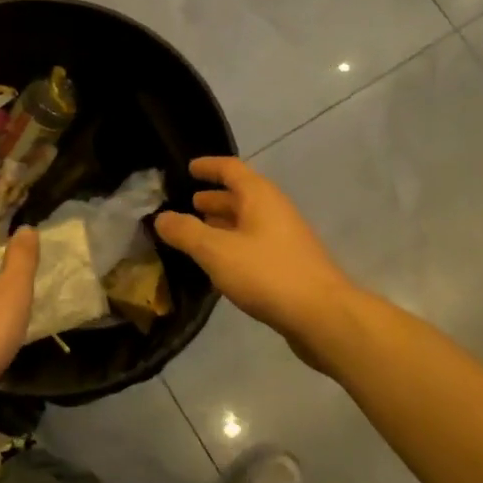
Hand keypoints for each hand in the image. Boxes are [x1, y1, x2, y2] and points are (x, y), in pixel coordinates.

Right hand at [154, 157, 351, 353]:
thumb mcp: (216, 251)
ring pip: (247, 222)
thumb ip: (186, 232)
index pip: (230, 169)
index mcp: (260, 196)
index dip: (208, 167)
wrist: (321, 315)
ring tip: (196, 232)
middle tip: (186, 204)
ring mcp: (284, 238)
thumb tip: (161, 217)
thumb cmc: (267, 273)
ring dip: (222, 223)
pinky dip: (232, 245)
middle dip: (213, 198)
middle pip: (240, 195)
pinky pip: (253, 244)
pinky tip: (218, 263)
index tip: (188, 168)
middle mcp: (274, 210)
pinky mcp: (288, 265)